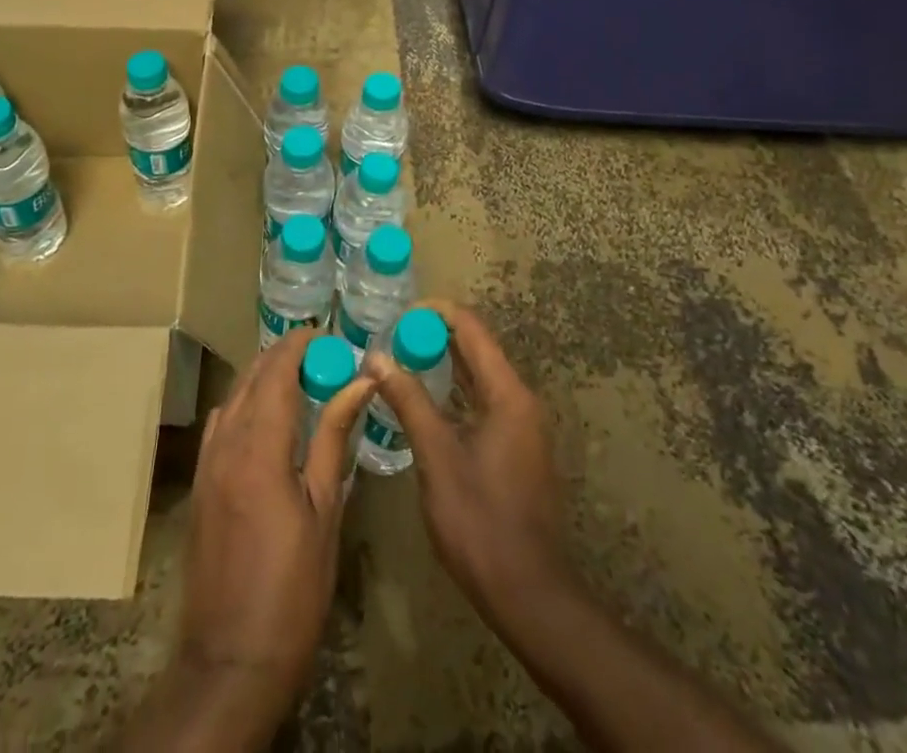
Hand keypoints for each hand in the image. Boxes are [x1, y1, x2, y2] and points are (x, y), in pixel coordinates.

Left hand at [128, 328, 376, 748]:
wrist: (230, 660)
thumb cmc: (292, 587)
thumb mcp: (324, 509)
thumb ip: (334, 437)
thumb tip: (359, 382)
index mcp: (259, 447)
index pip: (276, 371)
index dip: (299, 344)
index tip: (327, 334)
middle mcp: (225, 444)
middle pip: (251, 377)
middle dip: (283, 356)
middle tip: (321, 355)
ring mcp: (206, 464)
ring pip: (233, 397)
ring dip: (262, 378)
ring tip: (299, 380)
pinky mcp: (199, 485)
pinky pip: (221, 424)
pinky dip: (244, 404)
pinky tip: (268, 421)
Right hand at [370, 303, 569, 621]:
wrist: (529, 593)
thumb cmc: (481, 522)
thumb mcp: (437, 458)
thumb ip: (409, 401)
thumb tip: (377, 357)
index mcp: (508, 393)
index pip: (472, 328)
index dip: (435, 314)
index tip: (397, 316)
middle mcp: (520, 400)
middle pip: (477, 349)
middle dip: (435, 338)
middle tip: (390, 338)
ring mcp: (522, 426)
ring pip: (480, 378)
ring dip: (444, 365)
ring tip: (400, 362)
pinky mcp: (516, 449)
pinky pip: (483, 403)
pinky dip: (454, 393)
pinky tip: (424, 403)